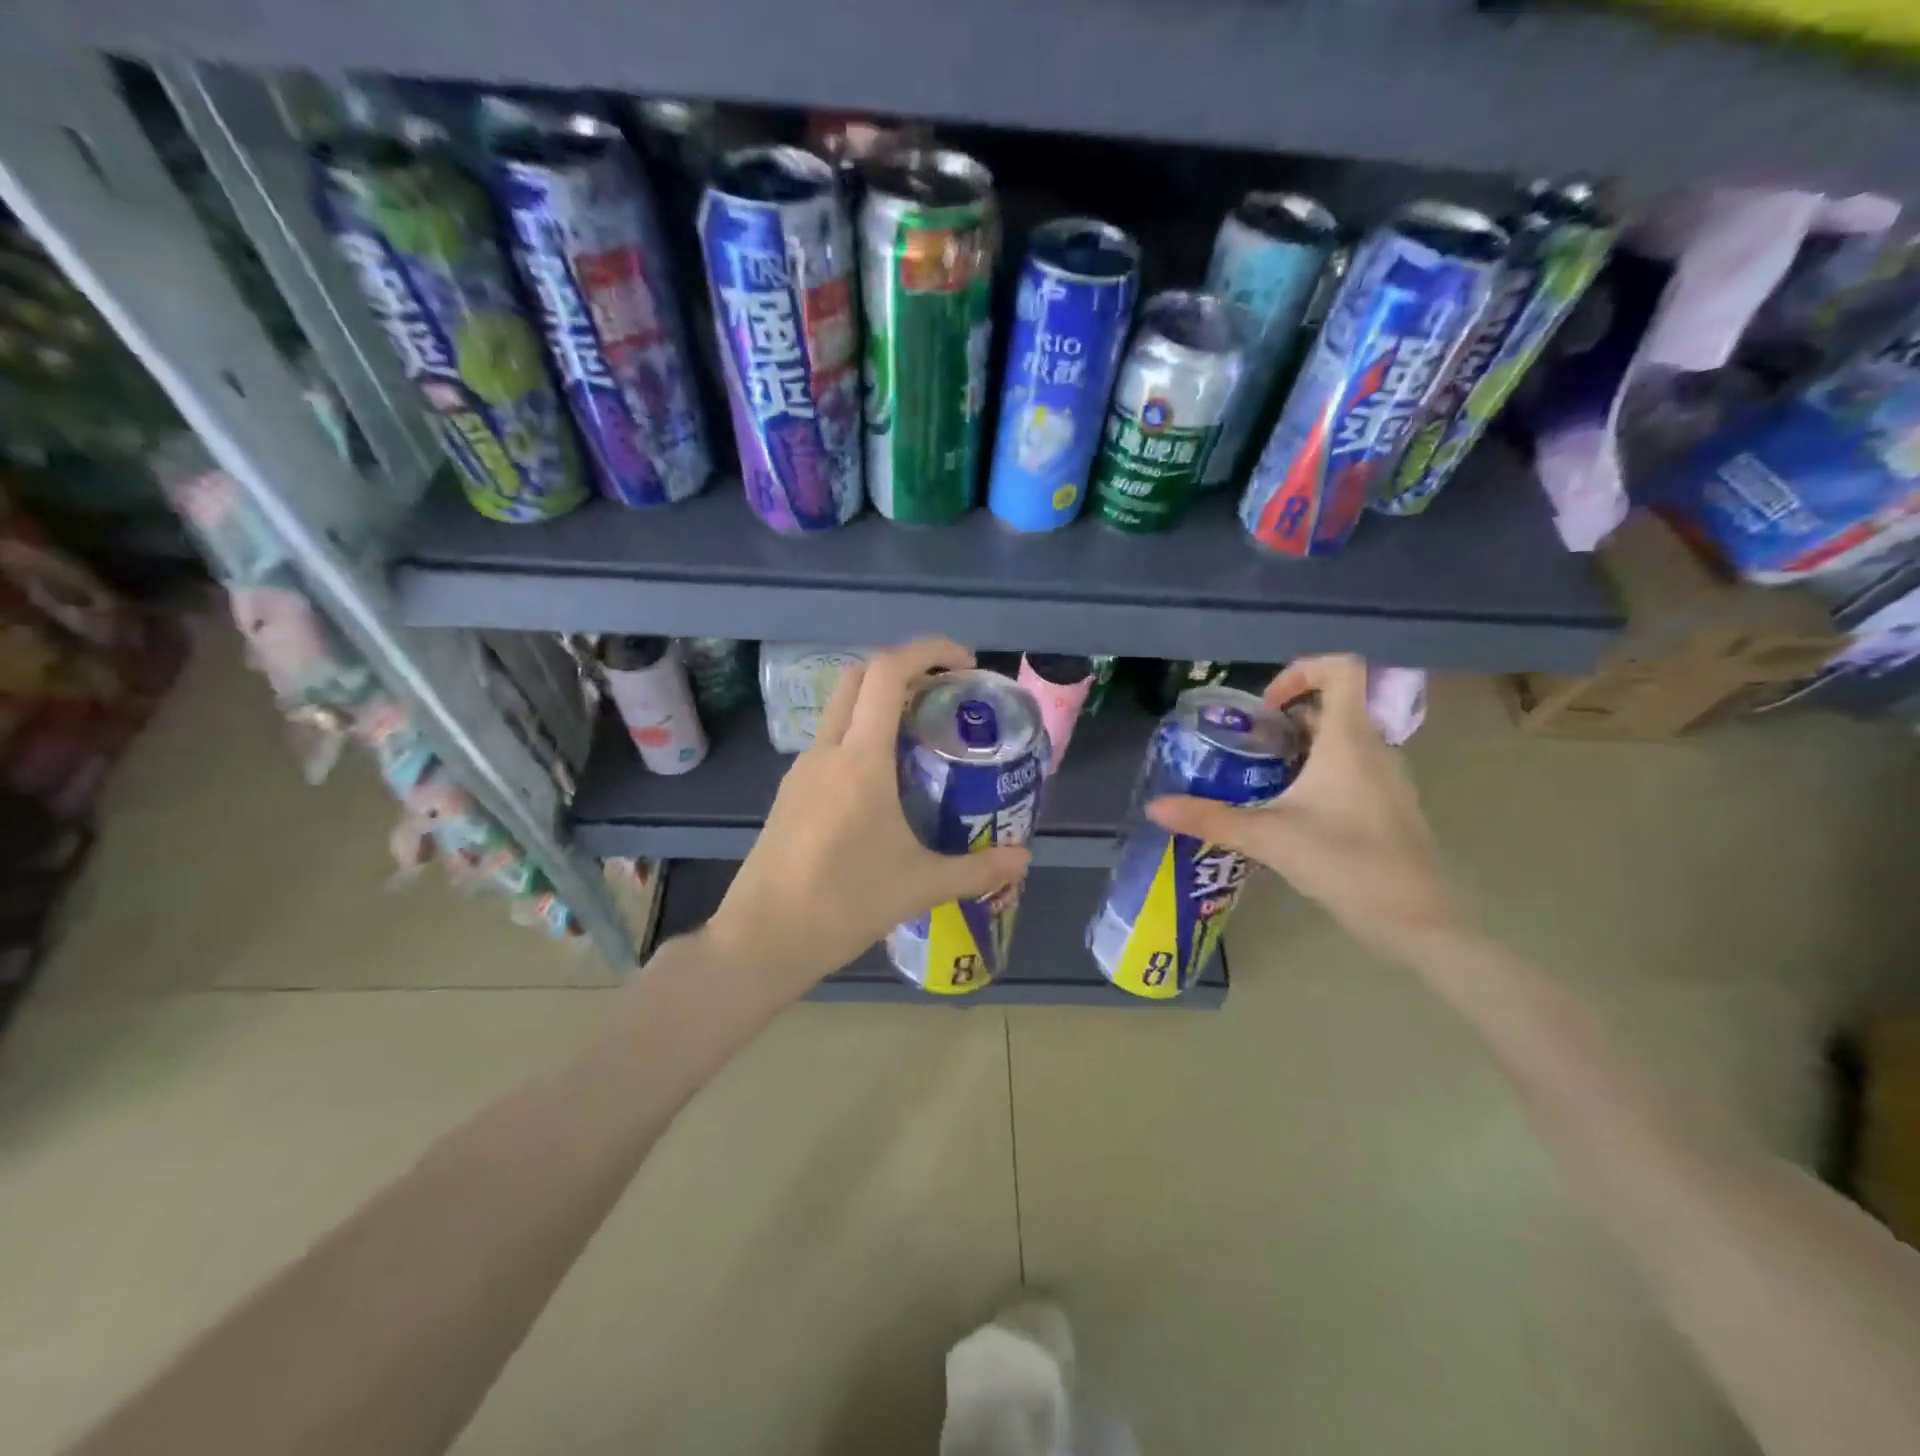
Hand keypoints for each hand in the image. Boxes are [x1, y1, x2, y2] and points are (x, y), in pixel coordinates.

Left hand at [701, 639, 1032, 997]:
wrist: (762, 940)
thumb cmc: (844, 904)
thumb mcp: (920, 885)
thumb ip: (977, 869)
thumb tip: (1023, 860)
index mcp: (860, 759)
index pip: (887, 672)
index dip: (928, 651)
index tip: (965, 664)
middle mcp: (826, 752)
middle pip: (859, 676)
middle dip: (905, 668)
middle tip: (946, 693)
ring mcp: (802, 771)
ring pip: (842, 709)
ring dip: (880, 703)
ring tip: (923, 736)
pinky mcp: (791, 794)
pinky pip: (831, 743)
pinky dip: (862, 736)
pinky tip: (887, 781)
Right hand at [1148, 655, 1460, 958]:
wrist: (1416, 920)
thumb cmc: (1346, 862)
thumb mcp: (1268, 838)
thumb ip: (1209, 818)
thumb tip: (1154, 807)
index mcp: (1349, 739)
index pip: (1342, 668)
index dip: (1301, 670)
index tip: (1265, 707)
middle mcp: (1374, 748)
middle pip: (1333, 706)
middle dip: (1286, 719)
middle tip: (1247, 747)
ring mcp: (1387, 778)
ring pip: (1341, 740)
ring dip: (1301, 748)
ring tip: (1261, 779)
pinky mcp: (1389, 806)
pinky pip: (1352, 769)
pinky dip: (1319, 773)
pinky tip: (1291, 812)